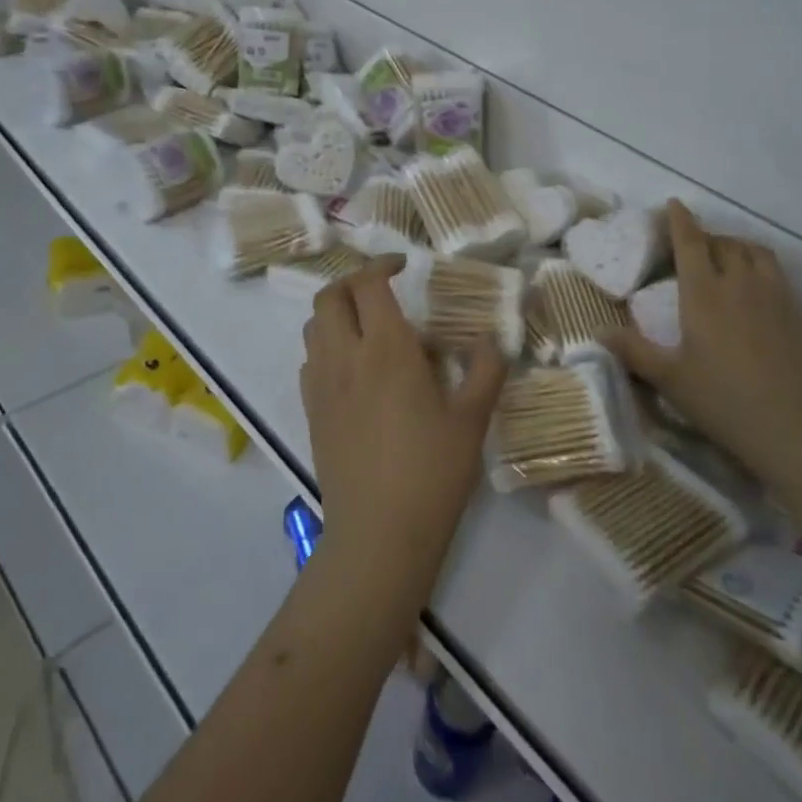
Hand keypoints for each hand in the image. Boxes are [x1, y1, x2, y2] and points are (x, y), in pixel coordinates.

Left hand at [300, 257, 507, 599]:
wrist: (378, 536)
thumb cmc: (432, 473)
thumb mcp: (472, 420)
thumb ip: (486, 370)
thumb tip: (491, 339)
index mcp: (386, 350)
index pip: (368, 285)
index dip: (382, 265)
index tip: (404, 266)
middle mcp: (346, 357)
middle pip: (329, 296)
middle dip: (352, 281)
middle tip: (382, 289)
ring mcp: (322, 386)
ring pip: (314, 327)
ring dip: (337, 312)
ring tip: (369, 326)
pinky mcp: (312, 413)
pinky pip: (310, 361)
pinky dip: (327, 346)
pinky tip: (354, 369)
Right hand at [604, 201, 801, 494]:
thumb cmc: (727, 401)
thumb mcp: (671, 380)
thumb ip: (634, 352)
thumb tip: (595, 332)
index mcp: (704, 293)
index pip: (691, 243)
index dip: (680, 221)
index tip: (673, 203)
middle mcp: (740, 283)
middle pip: (724, 243)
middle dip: (706, 235)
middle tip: (691, 243)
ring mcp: (776, 296)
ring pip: (755, 252)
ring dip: (736, 245)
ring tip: (725, 258)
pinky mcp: (801, 314)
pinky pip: (776, 273)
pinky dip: (759, 266)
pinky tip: (755, 291)